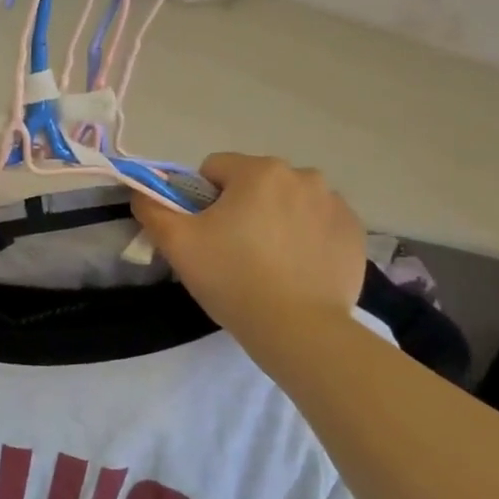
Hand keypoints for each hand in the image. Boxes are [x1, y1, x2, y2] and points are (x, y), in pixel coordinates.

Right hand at [132, 153, 365, 335]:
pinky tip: (295, 270)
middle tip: (232, 252)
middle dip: (241, 208)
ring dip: (275, 220)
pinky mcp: (355, 233)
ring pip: (288, 202)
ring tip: (267, 264)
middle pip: (255, 184)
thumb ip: (152, 208)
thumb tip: (143, 192)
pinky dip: (305, 239)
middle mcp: (303, 175)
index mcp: (259, 171)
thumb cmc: (233, 279)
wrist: (298, 329)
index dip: (200, 199)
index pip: (215, 169)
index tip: (204, 234)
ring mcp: (335, 204)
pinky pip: (318, 224)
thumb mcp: (178, 244)